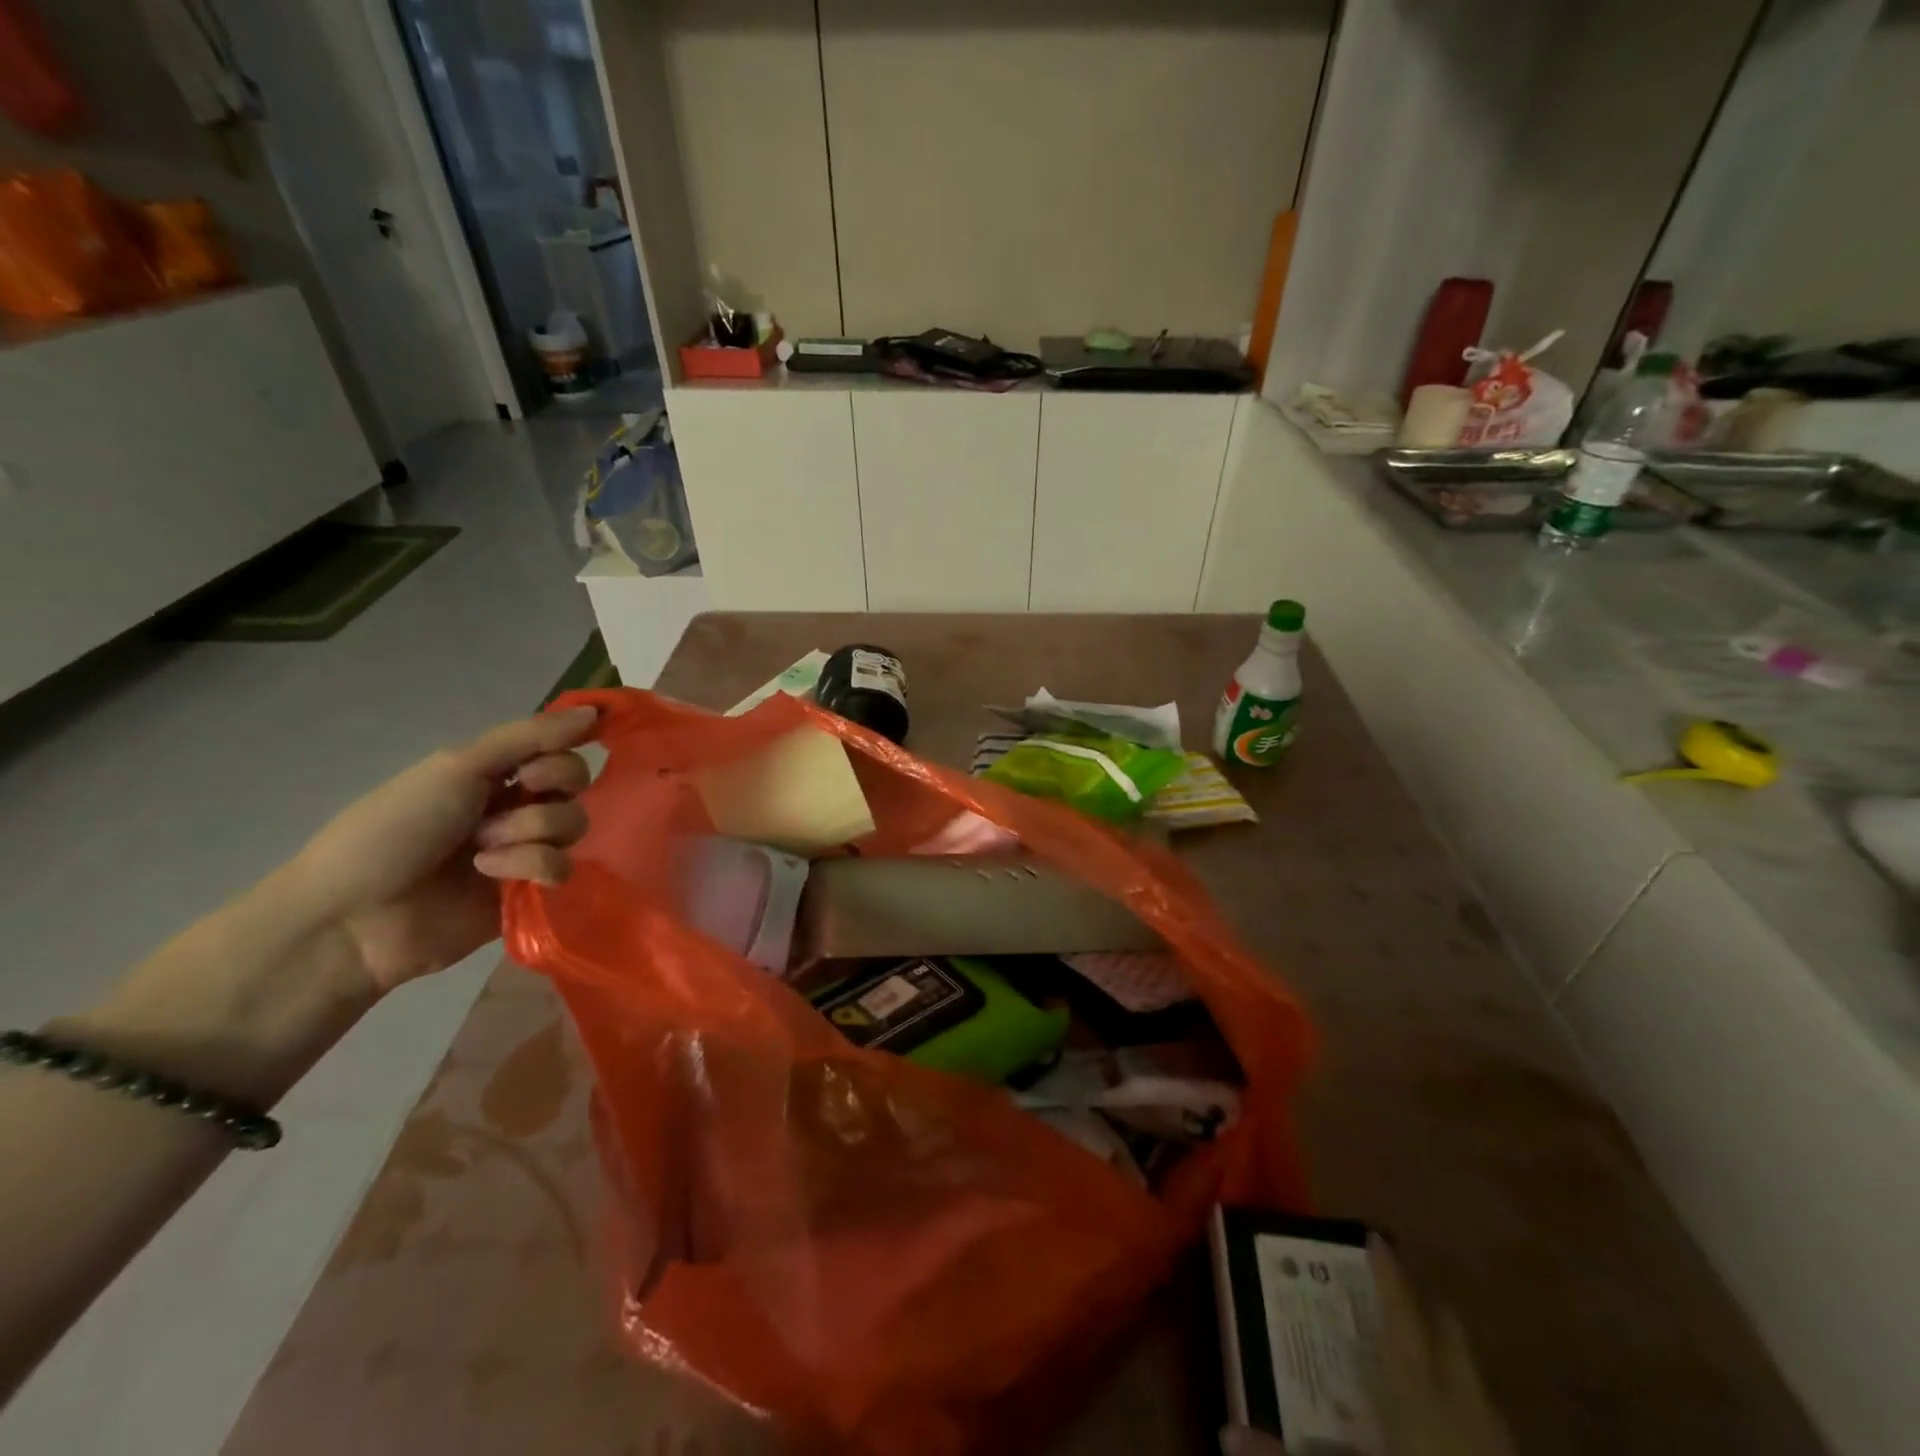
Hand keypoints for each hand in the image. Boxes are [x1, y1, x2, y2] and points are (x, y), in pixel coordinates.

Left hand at [290, 708, 597, 992]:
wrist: (356, 916)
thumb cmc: (397, 828)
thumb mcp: (457, 766)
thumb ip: (530, 736)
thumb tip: (597, 711)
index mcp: (494, 773)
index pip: (560, 751)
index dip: (556, 759)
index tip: (526, 772)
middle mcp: (514, 805)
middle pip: (575, 785)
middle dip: (547, 794)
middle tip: (506, 807)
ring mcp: (524, 849)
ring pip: (573, 825)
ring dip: (529, 832)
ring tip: (484, 851)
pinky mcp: (530, 890)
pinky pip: (564, 867)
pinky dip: (530, 867)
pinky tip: (492, 876)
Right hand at [1219, 1237, 1512, 1455]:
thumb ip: (1283, 1454)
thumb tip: (1226, 1431)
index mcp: (1419, 1394)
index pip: (1402, 1316)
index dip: (1389, 1275)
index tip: (1375, 1236)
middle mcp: (1462, 1405)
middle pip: (1448, 1333)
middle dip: (1422, 1300)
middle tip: (1389, 1282)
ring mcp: (1496, 1441)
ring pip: (1472, 1375)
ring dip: (1443, 1349)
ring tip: (1410, 1342)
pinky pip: (1486, 1416)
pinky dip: (1461, 1396)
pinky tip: (1442, 1412)